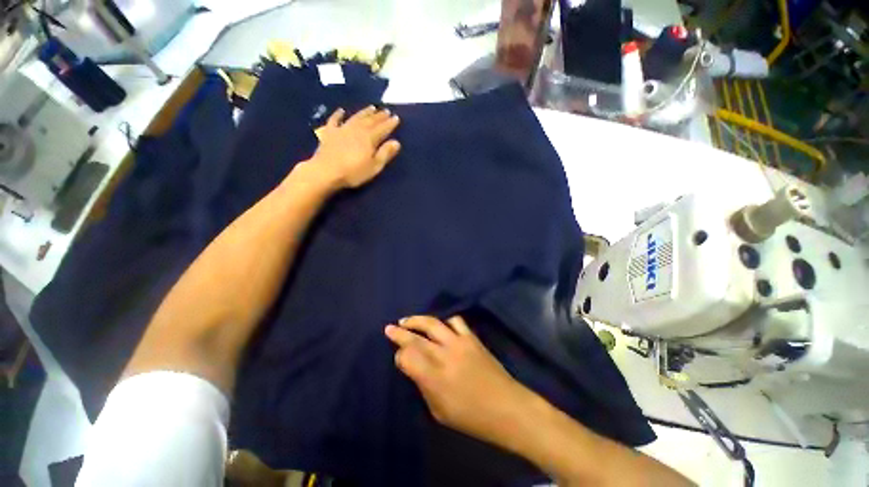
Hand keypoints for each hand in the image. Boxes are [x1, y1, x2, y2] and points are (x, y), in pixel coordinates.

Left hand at [308, 106, 400, 189]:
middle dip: (379, 116)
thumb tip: (396, 142)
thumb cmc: (353, 172)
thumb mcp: (374, 167)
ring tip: (372, 107)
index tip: (396, 117)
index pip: (382, 129)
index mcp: (369, 138)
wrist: (326, 172)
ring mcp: (342, 129)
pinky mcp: (329, 133)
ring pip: (356, 117)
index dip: (390, 123)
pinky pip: (335, 120)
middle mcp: (357, 130)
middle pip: (370, 121)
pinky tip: (341, 111)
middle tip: (386, 110)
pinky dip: (338, 114)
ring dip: (364, 112)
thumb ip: (385, 154)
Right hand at [385, 316, 533, 445]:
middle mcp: (444, 355)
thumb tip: (413, 367)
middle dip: (400, 332)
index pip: (407, 357)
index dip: (399, 355)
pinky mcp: (472, 338)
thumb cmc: (472, 417)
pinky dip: (445, 321)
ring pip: (433, 323)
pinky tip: (441, 325)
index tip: (398, 356)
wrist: (507, 407)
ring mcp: (459, 343)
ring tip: (409, 321)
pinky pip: (455, 321)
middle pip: (416, 337)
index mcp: (434, 378)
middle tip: (389, 327)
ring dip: (418, 320)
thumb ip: (424, 386)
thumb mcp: (439, 411)